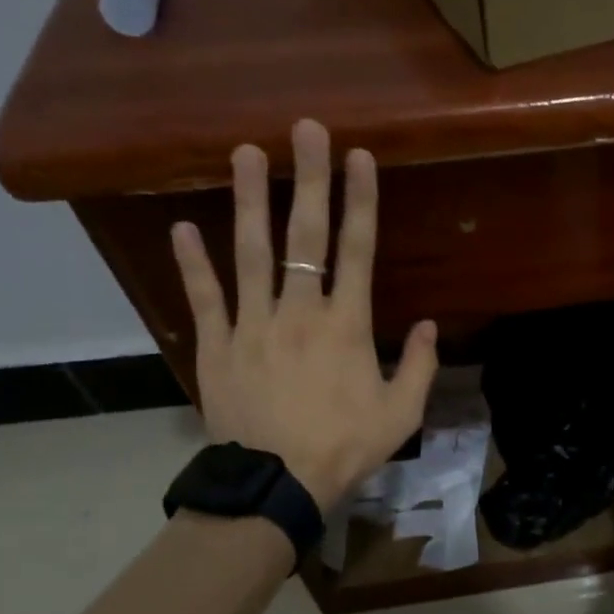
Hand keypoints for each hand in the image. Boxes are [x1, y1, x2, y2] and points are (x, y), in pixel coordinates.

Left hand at [169, 118, 437, 510]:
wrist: (277, 484)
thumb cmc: (345, 447)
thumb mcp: (401, 413)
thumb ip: (420, 365)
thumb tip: (431, 324)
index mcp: (347, 325)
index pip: (358, 250)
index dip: (360, 200)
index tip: (359, 156)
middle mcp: (299, 311)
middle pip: (305, 236)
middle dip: (309, 179)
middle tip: (306, 128)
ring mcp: (253, 325)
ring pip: (251, 253)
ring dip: (250, 201)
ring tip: (245, 153)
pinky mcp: (218, 346)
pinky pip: (205, 298)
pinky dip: (193, 263)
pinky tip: (183, 227)